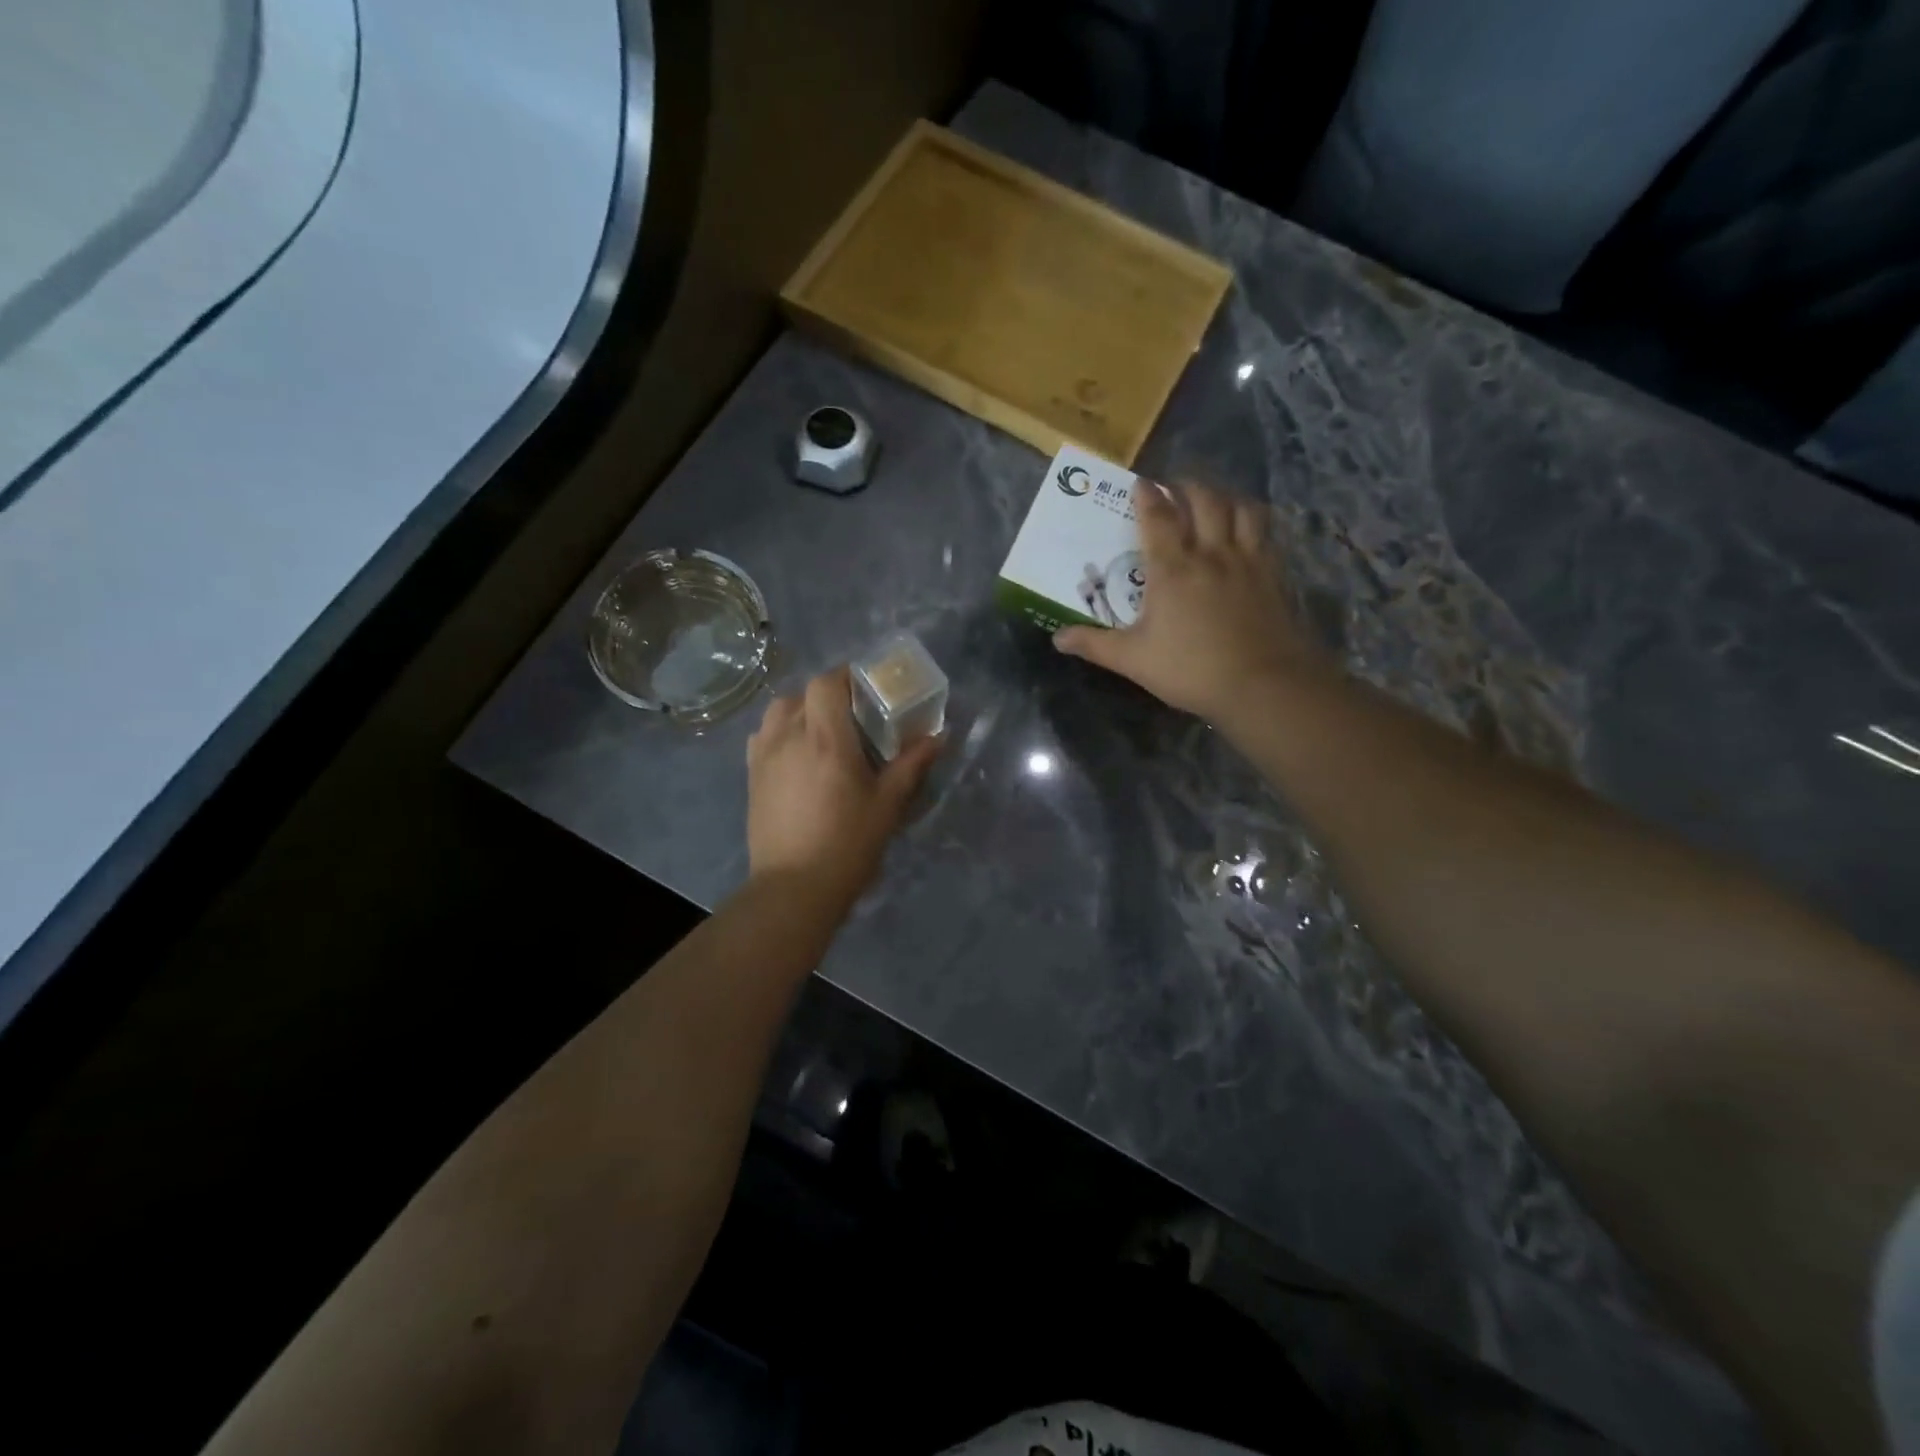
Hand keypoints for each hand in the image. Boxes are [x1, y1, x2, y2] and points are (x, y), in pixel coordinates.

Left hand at [746, 666, 942, 906]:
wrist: (794, 887)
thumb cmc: (848, 843)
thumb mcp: (888, 804)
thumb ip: (912, 763)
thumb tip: (939, 736)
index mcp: (825, 739)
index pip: (826, 683)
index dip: (845, 677)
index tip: (866, 689)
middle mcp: (789, 737)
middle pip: (802, 694)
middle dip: (827, 695)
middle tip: (852, 716)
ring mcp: (764, 756)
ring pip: (778, 712)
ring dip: (800, 710)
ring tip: (821, 732)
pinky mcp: (751, 776)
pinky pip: (763, 736)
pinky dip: (780, 732)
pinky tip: (796, 755)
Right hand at [1053, 479, 1329, 723]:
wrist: (1261, 684)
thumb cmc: (1190, 670)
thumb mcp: (1133, 660)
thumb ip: (1094, 644)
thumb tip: (1057, 638)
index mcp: (1172, 569)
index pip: (1156, 518)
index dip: (1146, 496)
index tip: (1140, 482)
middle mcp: (1210, 553)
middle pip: (1203, 500)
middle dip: (1186, 487)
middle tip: (1174, 488)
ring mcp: (1247, 560)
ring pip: (1239, 509)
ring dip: (1223, 496)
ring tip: (1213, 499)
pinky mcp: (1273, 574)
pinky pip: (1265, 532)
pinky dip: (1252, 520)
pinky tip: (1247, 529)